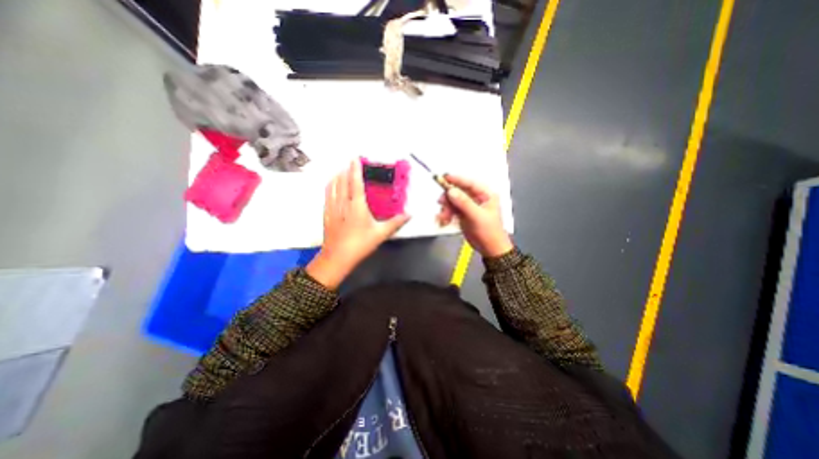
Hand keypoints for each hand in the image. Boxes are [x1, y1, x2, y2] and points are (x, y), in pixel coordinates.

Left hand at [305, 161, 413, 288]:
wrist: (337, 258)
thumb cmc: (360, 244)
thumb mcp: (381, 234)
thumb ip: (396, 222)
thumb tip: (410, 214)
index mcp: (357, 205)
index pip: (355, 182)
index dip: (355, 168)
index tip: (355, 157)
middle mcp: (343, 202)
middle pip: (342, 180)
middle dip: (346, 169)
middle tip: (350, 162)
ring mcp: (333, 207)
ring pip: (333, 186)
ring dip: (337, 176)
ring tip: (341, 170)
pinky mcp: (326, 214)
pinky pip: (327, 194)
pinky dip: (330, 186)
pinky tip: (331, 185)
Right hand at [434, 173, 509, 257]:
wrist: (489, 248)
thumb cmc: (489, 232)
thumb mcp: (477, 216)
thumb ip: (464, 203)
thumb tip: (451, 191)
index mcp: (485, 194)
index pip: (469, 183)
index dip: (456, 180)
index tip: (444, 178)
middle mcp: (477, 198)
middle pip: (458, 191)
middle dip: (448, 198)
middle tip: (441, 203)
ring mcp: (469, 206)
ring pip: (453, 200)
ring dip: (446, 208)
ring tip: (444, 217)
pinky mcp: (463, 213)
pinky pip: (452, 209)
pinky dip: (446, 213)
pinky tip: (444, 219)